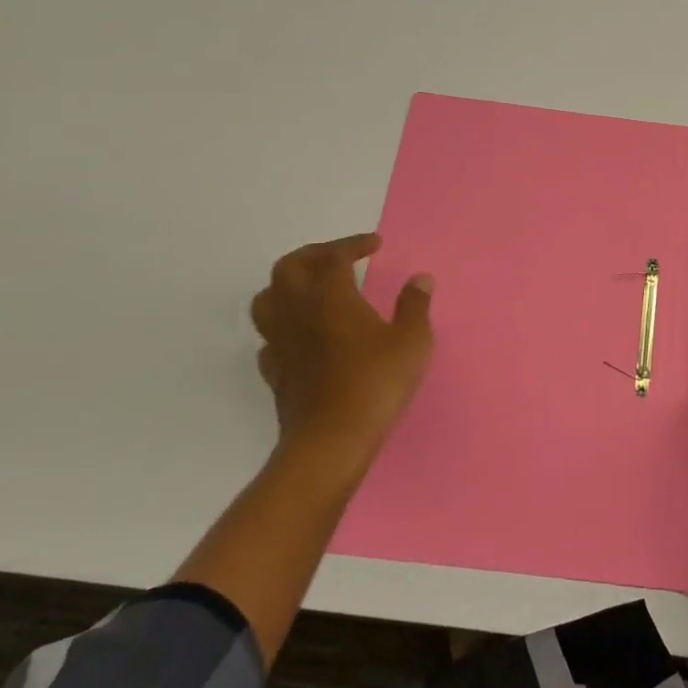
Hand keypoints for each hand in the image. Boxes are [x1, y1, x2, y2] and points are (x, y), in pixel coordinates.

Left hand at [250, 234, 433, 491]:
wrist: (330, 443)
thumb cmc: (375, 384)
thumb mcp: (412, 342)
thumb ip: (415, 305)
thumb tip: (420, 279)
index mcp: (331, 297)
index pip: (333, 257)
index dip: (353, 245)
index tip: (374, 245)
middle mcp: (298, 312)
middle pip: (288, 268)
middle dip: (313, 255)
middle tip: (339, 257)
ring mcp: (281, 343)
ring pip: (267, 299)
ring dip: (288, 286)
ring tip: (313, 289)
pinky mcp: (274, 372)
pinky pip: (269, 338)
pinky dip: (284, 326)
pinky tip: (304, 335)